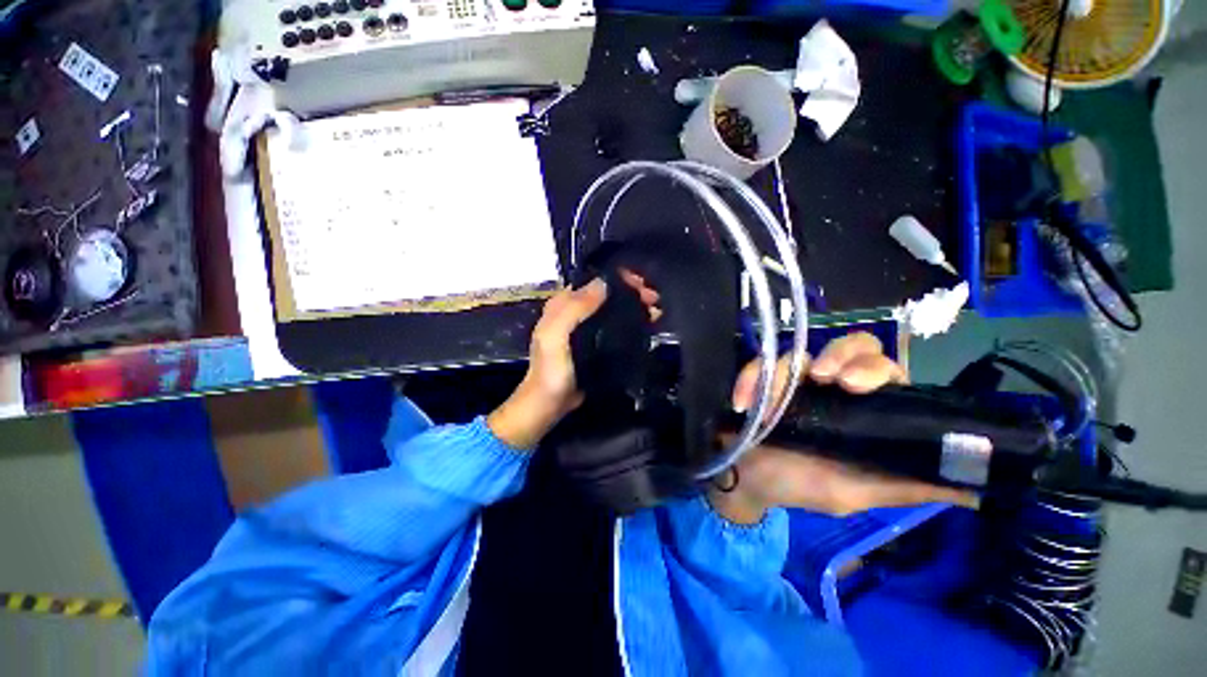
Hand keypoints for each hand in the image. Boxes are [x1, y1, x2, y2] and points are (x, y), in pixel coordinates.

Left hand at [487, 273, 660, 449]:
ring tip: (656, 311)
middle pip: (607, 294)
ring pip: (614, 309)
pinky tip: (647, 325)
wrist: (550, 404)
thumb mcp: (555, 336)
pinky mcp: (596, 344)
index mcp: (563, 304)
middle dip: (631, 292)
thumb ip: (575, 309)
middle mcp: (575, 312)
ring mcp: (587, 329)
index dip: (617, 278)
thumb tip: (604, 283)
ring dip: (634, 307)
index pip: (593, 281)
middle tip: (654, 298)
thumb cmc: (551, 370)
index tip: (640, 282)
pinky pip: (616, 326)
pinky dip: (632, 323)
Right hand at [711, 333, 977, 523]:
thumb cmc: (800, 486)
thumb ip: (903, 486)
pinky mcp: (760, 377)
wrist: (747, 482)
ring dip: (787, 368)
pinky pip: (758, 365)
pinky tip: (743, 406)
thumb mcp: (855, 492)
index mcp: (861, 410)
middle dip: (841, 353)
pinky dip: (751, 380)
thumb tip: (973, 492)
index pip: (886, 372)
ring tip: (776, 396)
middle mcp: (831, 387)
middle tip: (823, 376)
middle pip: (852, 345)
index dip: (878, 369)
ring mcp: (794, 379)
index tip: (856, 386)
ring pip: (801, 349)